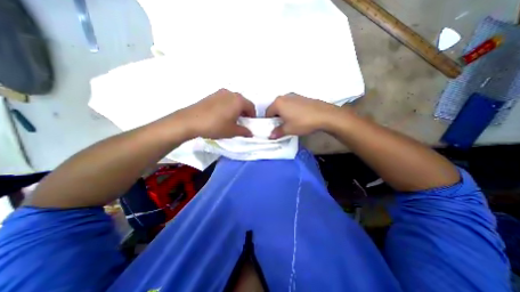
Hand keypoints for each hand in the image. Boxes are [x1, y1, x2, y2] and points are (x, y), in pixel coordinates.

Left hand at [176, 88, 254, 139]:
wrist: (190, 121)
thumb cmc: (215, 126)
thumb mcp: (232, 131)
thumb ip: (244, 131)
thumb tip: (250, 133)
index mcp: (238, 101)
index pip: (251, 107)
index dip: (253, 116)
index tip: (250, 124)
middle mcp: (231, 93)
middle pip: (243, 102)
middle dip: (245, 112)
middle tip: (242, 122)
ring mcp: (220, 92)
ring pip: (234, 100)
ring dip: (236, 109)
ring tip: (232, 119)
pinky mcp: (212, 95)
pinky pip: (225, 99)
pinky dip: (228, 106)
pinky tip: (222, 115)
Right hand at [265, 93, 343, 138]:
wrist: (324, 115)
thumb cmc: (302, 122)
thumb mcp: (288, 129)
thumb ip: (277, 132)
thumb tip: (271, 136)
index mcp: (278, 103)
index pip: (267, 113)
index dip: (269, 122)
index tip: (273, 128)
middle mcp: (284, 97)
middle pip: (275, 108)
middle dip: (276, 117)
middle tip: (281, 126)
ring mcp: (294, 96)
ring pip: (283, 106)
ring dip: (283, 114)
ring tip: (290, 122)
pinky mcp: (301, 97)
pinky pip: (291, 104)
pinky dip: (291, 110)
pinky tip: (297, 117)